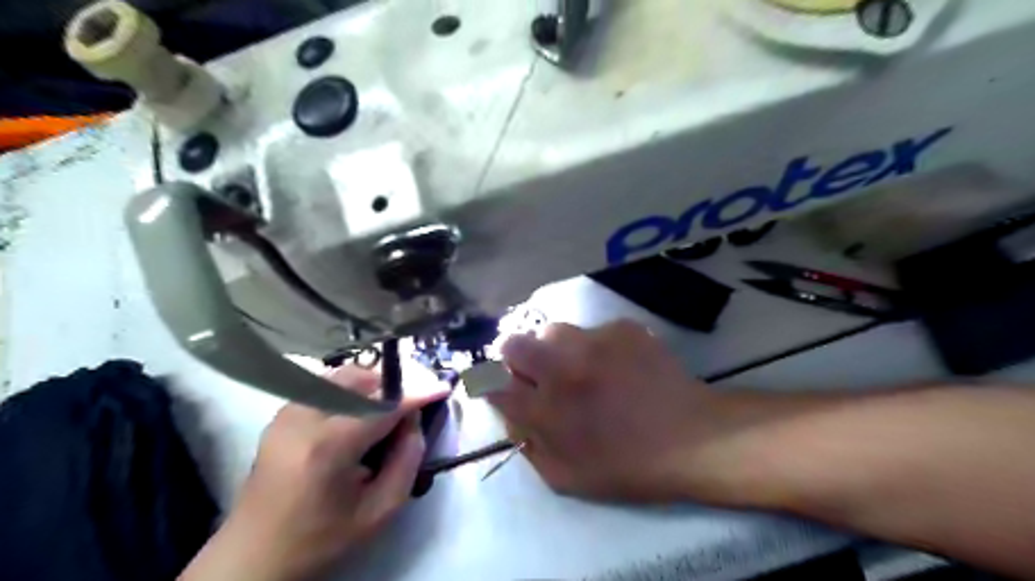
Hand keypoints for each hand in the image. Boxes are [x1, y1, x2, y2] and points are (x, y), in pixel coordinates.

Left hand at [182, 369, 448, 579]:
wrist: (253, 557)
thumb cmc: (320, 539)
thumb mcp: (378, 511)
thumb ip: (407, 461)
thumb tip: (414, 421)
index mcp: (328, 447)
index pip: (384, 406)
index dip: (418, 393)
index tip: (443, 387)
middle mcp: (304, 418)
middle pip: (361, 378)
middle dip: (392, 386)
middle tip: (409, 408)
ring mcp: (288, 412)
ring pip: (342, 376)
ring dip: (372, 386)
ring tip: (385, 412)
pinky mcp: (281, 414)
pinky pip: (326, 385)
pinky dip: (351, 391)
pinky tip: (358, 415)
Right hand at [489, 319, 720, 500]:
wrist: (692, 437)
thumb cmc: (627, 466)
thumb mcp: (565, 475)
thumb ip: (527, 442)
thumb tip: (509, 410)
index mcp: (546, 410)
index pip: (491, 383)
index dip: (490, 383)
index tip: (502, 387)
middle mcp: (563, 369)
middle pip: (512, 343)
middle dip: (514, 357)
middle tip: (536, 372)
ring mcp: (594, 343)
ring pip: (552, 331)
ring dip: (555, 348)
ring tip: (578, 366)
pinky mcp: (622, 328)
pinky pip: (592, 330)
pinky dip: (594, 346)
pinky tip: (615, 364)